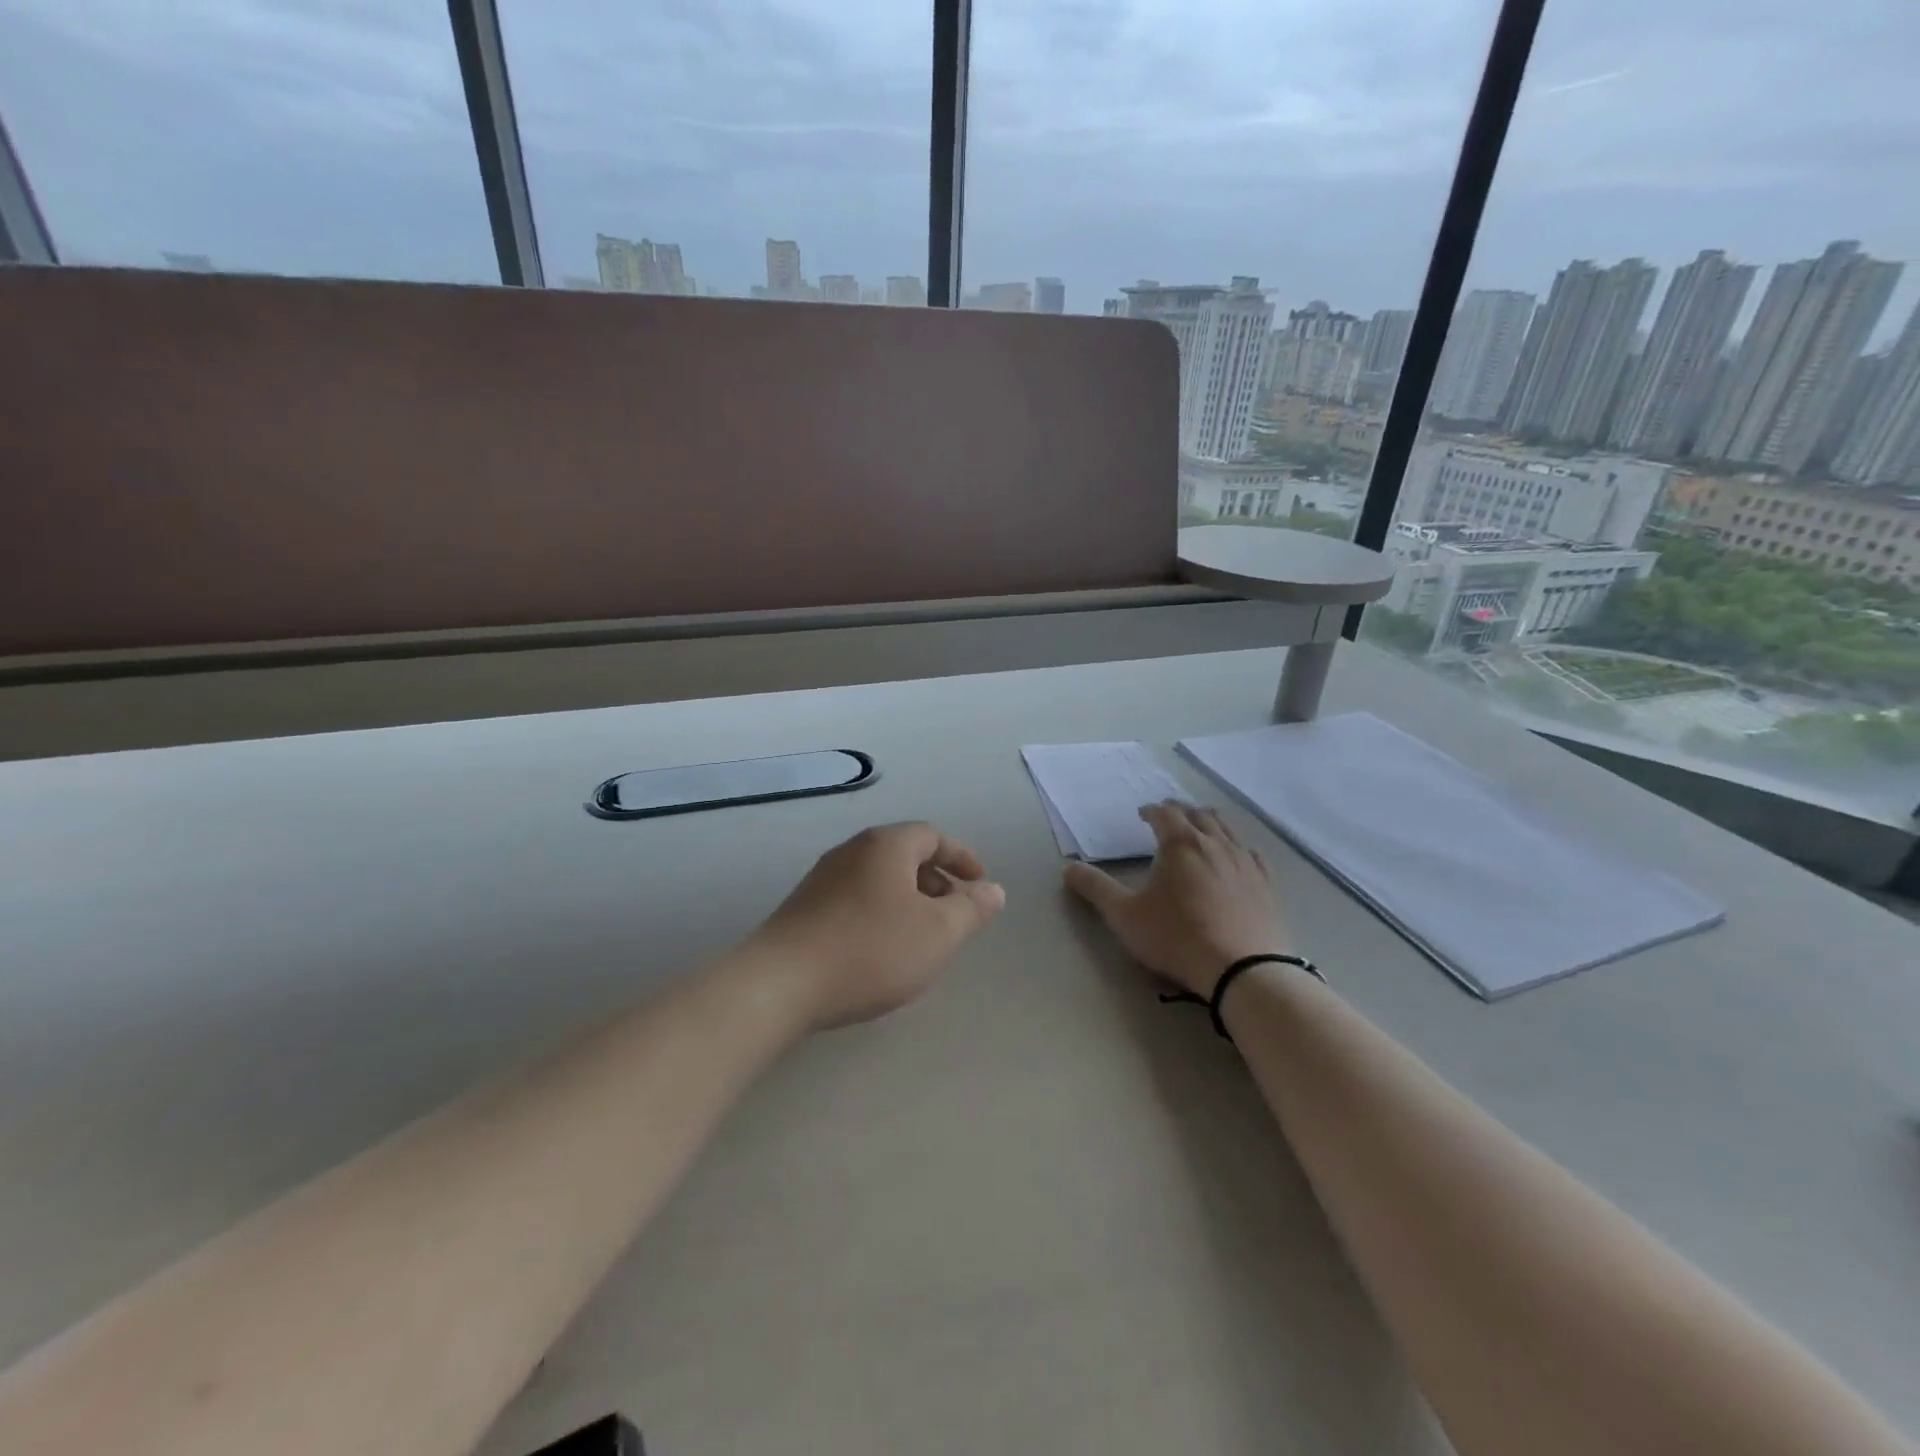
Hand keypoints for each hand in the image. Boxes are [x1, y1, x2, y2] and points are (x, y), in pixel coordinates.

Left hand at [750, 823, 1005, 1028]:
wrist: (781, 984)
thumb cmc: (871, 950)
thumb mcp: (937, 933)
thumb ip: (971, 909)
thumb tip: (993, 890)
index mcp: (886, 845)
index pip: (932, 836)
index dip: (962, 858)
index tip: (979, 883)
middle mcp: (852, 850)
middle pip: (904, 855)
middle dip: (936, 881)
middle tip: (955, 914)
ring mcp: (823, 878)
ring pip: (879, 879)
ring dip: (909, 900)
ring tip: (922, 937)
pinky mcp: (804, 907)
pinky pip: (856, 898)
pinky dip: (881, 913)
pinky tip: (882, 950)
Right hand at [1064, 801, 1290, 997]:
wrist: (1244, 969)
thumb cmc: (1177, 937)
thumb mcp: (1125, 916)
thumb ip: (1096, 889)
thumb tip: (1068, 868)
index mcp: (1180, 843)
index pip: (1164, 813)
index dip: (1151, 810)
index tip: (1142, 815)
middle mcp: (1215, 843)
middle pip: (1198, 814)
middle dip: (1180, 812)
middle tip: (1168, 818)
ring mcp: (1245, 862)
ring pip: (1226, 829)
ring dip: (1208, 824)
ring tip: (1199, 831)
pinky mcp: (1266, 884)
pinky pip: (1251, 853)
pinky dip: (1236, 848)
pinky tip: (1235, 859)